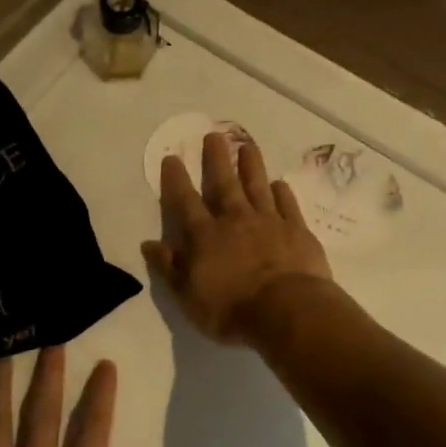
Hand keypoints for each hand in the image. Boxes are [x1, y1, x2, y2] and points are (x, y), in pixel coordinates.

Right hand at [142, 133, 332, 344]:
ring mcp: (269, 222)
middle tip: (213, 135)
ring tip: (247, 146)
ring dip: (251, 166)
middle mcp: (235, 221)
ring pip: (257, 187)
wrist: (286, 311)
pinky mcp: (296, 231)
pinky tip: (280, 183)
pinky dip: (283, 193)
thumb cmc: (231, 309)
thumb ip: (169, 268)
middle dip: (216, 159)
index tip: (172, 157)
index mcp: (205, 237)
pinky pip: (288, 206)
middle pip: (224, 184)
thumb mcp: (188, 296)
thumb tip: (149, 244)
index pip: (185, 202)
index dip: (177, 180)